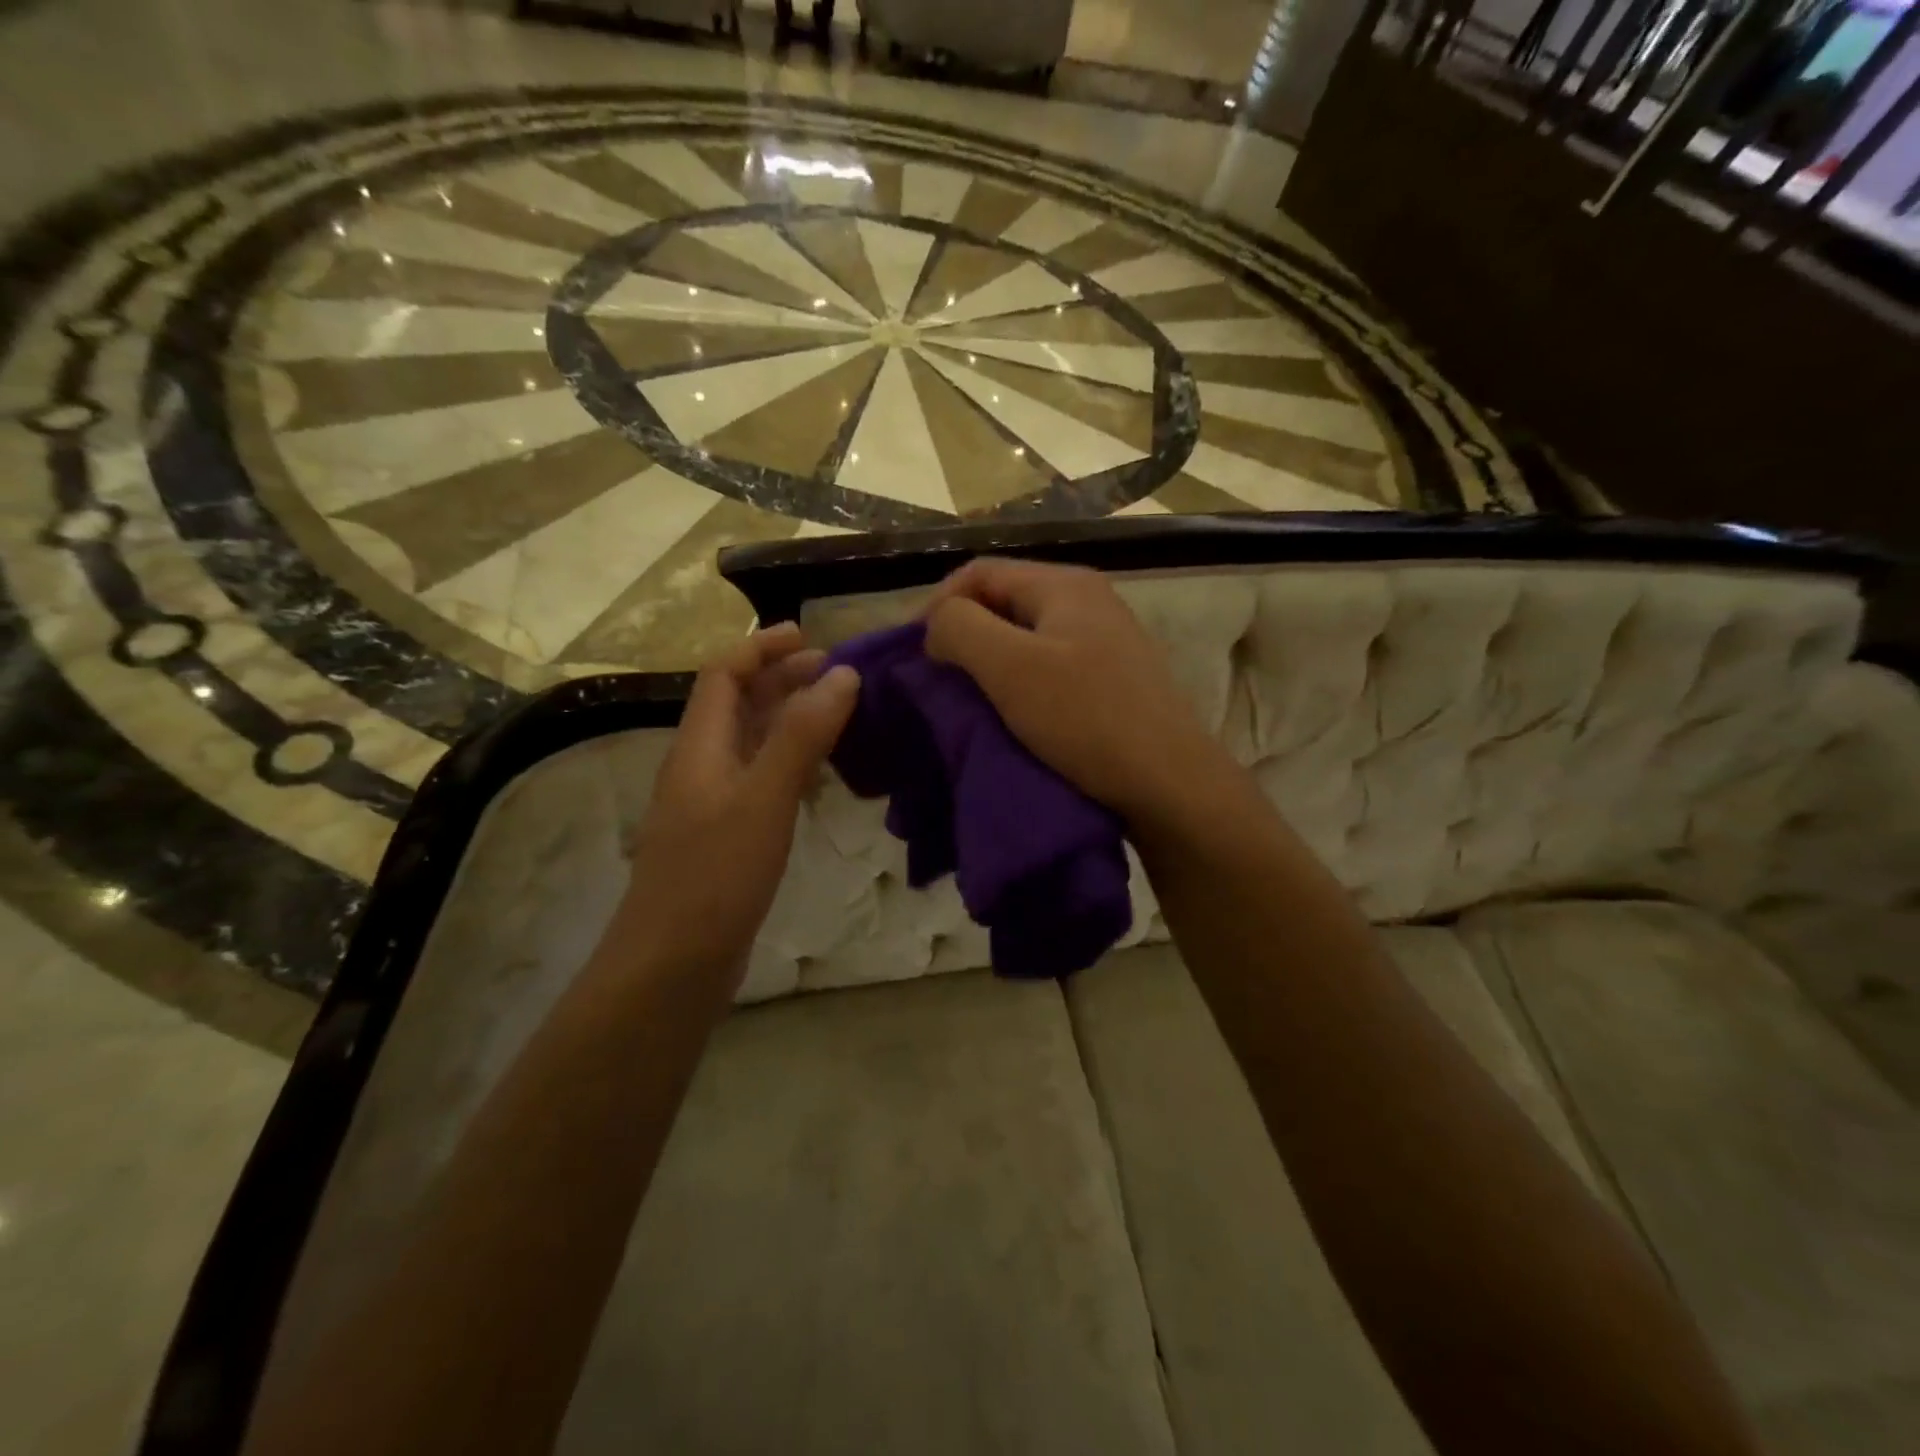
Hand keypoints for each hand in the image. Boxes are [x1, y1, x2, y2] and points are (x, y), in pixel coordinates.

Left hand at [621, 625, 858, 988]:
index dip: (762, 648)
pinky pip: (761, 780)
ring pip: (751, 743)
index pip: (724, 675)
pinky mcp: (727, 837)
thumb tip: (842, 675)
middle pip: (738, 705)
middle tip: (836, 673)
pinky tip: (819, 775)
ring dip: (790, 719)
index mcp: (700, 747)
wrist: (672, 965)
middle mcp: (701, 767)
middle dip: (782, 679)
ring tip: (837, 713)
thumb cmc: (715, 876)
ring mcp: (712, 805)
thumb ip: (802, 736)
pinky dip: (791, 762)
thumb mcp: (763, 798)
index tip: (811, 636)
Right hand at [924, 558, 1232, 828]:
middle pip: (1004, 601)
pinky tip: (1011, 714)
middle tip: (937, 677)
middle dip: (963, 634)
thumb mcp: (1011, 667)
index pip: (980, 572)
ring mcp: (1105, 640)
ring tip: (967, 699)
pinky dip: (1020, 683)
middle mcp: (1088, 601)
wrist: (1169, 783)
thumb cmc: (1085, 718)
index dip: (938, 604)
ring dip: (990, 662)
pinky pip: (1050, 667)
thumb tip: (939, 625)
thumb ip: (960, 628)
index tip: (915, 653)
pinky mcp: (1113, 680)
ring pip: (1026, 637)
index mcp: (1064, 584)